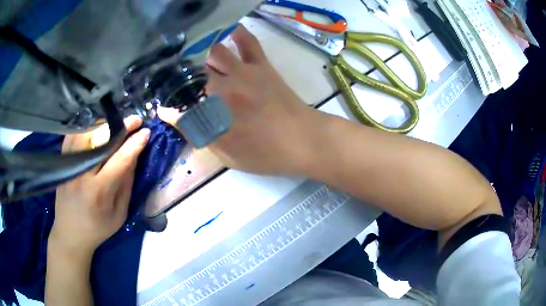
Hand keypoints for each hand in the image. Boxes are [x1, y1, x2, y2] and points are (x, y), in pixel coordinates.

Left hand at [49, 116, 149, 256]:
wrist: (70, 233)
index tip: (145, 131)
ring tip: (116, 123)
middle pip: (101, 141)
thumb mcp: (119, 214)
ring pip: (86, 133)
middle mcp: (81, 174)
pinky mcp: (62, 162)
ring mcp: (69, 165)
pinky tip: (97, 127)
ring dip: (103, 125)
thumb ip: (126, 184)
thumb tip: (134, 156)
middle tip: (135, 120)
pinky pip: (74, 135)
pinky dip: (87, 128)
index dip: (134, 144)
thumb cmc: (98, 228)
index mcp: (99, 192)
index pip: (119, 161)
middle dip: (121, 128)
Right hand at [158, 25, 324, 175]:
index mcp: (214, 115)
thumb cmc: (267, 154)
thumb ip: (201, 135)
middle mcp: (223, 88)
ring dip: (200, 53)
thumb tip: (176, 118)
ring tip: (191, 54)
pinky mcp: (261, 65)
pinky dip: (236, 33)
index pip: (181, 107)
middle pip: (192, 74)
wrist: (304, 140)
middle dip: (179, 77)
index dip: (169, 108)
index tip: (164, 108)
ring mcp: (243, 72)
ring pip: (213, 52)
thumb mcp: (229, 156)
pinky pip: (247, 41)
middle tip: (175, 80)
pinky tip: (226, 30)